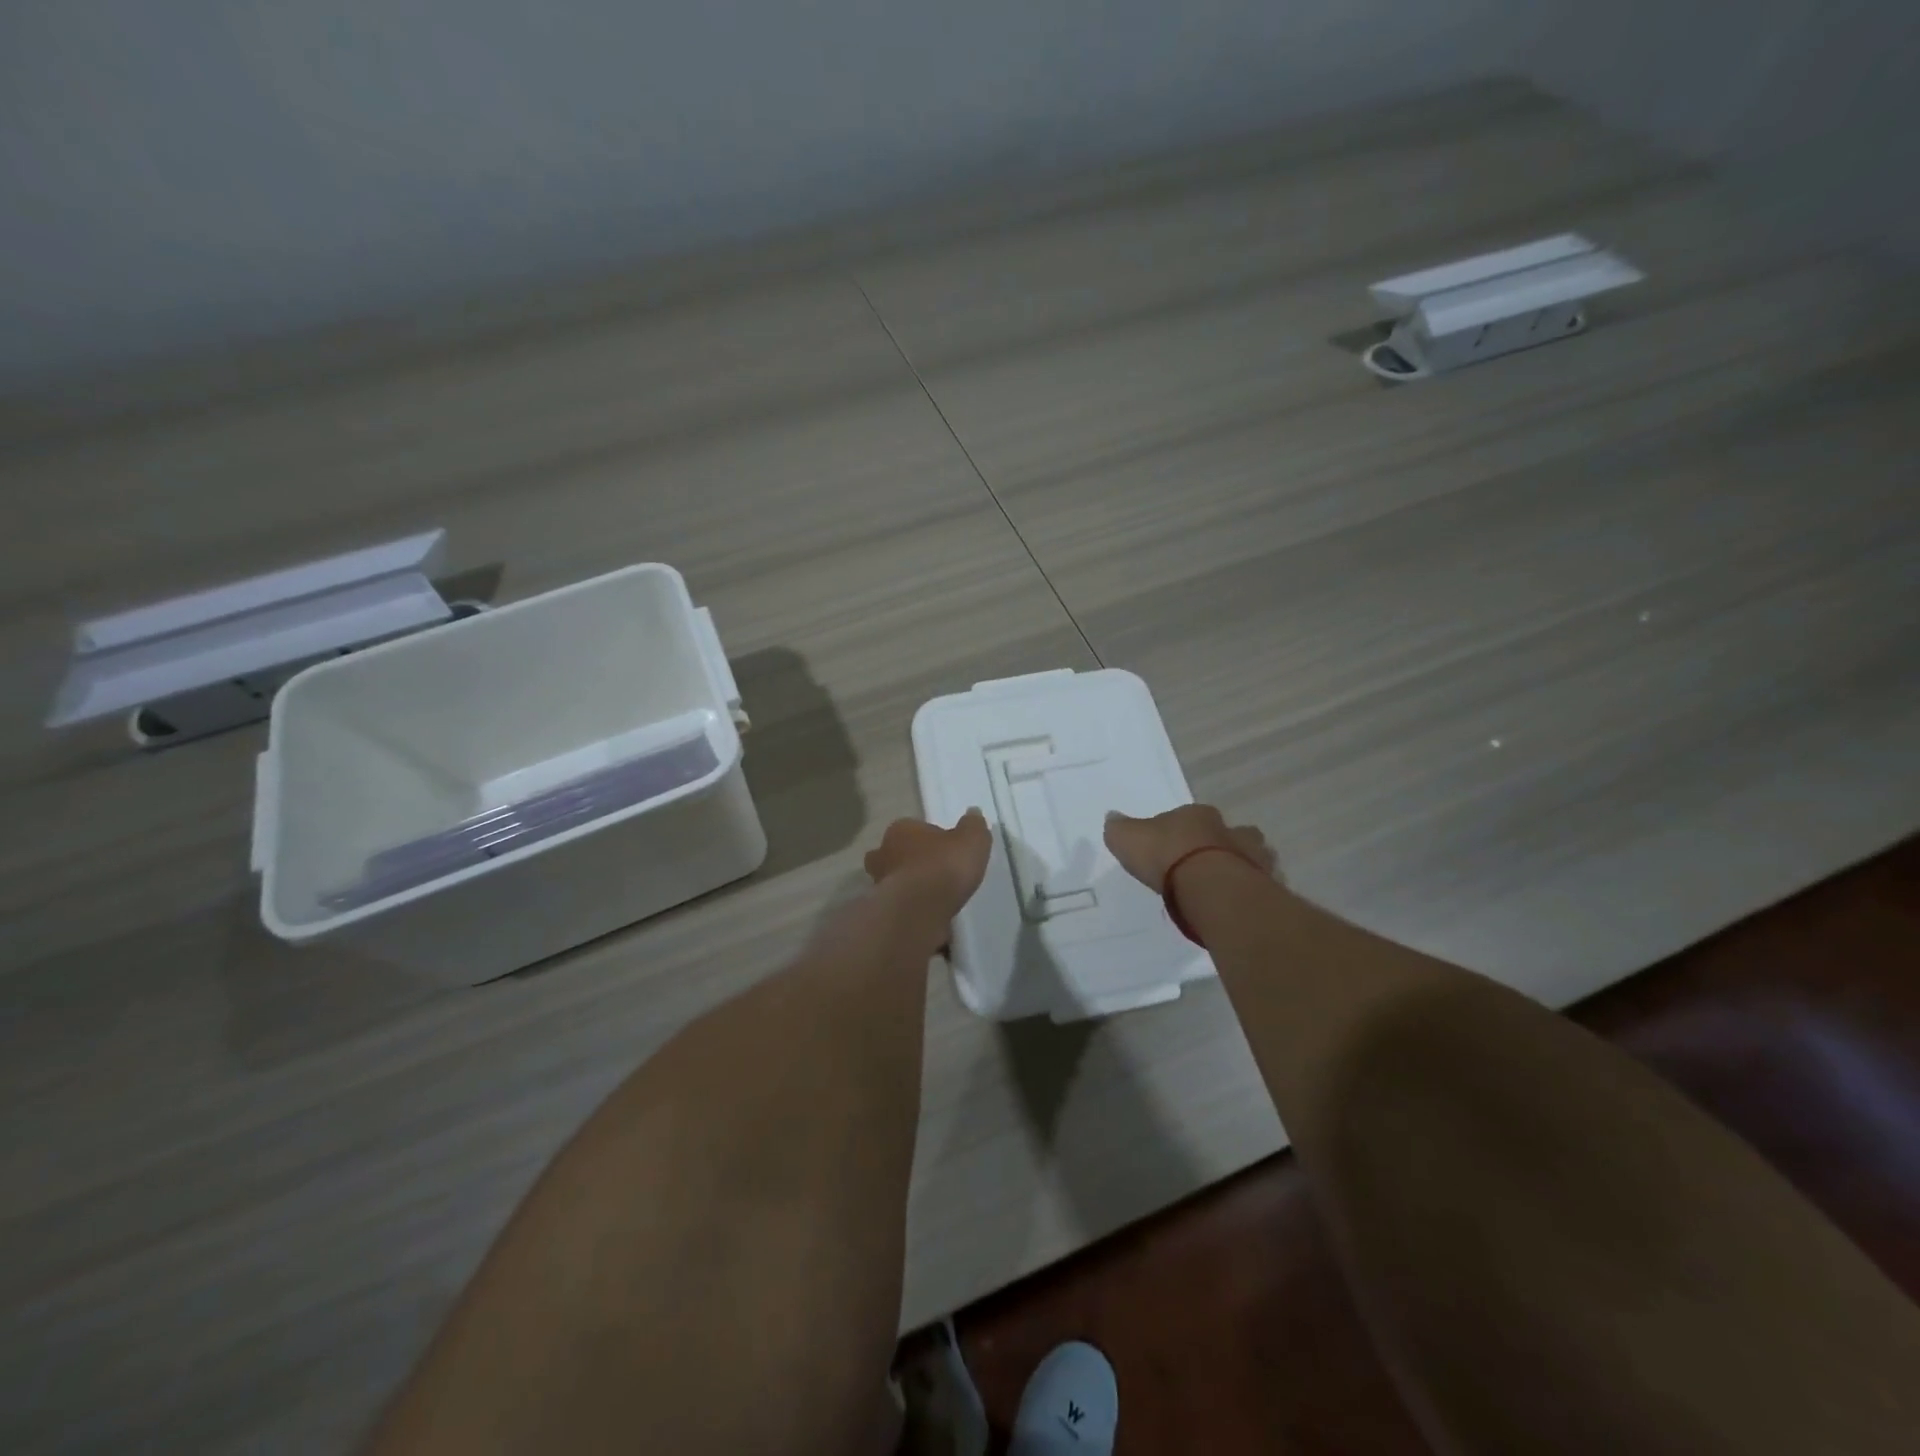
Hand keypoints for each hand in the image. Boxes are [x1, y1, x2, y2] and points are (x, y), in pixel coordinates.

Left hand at [864, 810, 993, 919]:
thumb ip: (972, 826)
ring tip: (935, 899)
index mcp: (901, 829)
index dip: (929, 839)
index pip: (913, 829)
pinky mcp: (883, 910)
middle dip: (911, 862)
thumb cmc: (944, 866)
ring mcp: (880, 883)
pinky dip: (912, 909)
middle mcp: (883, 853)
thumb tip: (973, 813)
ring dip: (910, 887)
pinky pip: (900, 905)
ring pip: (895, 881)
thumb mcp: (972, 840)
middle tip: (935, 873)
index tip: (946, 850)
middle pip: (897, 854)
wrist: (920, 910)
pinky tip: (930, 916)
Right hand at [1103, 804, 1274, 892]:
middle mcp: (1229, 830)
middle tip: (1202, 866)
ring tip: (1222, 888)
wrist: (1211, 889)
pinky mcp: (1266, 885)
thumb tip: (1113, 818)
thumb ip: (1120, 829)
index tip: (1170, 848)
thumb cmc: (1167, 857)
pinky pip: (1258, 885)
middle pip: (1226, 834)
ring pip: (1249, 856)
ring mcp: (1253, 857)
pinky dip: (1250, 892)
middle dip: (1217, 846)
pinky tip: (1235, 905)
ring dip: (1239, 866)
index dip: (1179, 832)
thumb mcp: (1128, 839)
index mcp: (1197, 815)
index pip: (1188, 817)